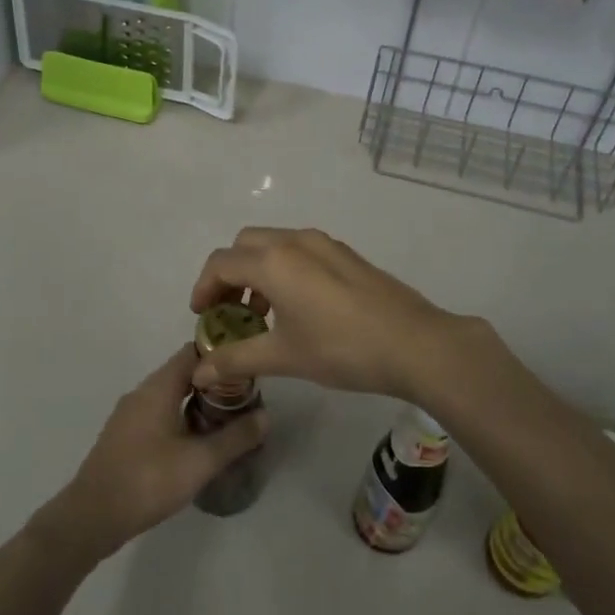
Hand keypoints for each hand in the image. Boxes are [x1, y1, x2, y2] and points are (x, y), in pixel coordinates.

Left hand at [40, 345, 267, 562]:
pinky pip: (158, 413)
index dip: (221, 355)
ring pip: (169, 395)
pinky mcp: (124, 435)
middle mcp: (142, 392)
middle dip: (213, 382)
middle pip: (182, 372)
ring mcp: (129, 414)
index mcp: (158, 387)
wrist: (91, 517)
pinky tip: (195, 442)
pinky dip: (180, 417)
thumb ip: (235, 438)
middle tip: (244, 398)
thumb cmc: (147, 480)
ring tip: (226, 420)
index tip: (247, 366)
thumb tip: (266, 417)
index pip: (193, 351)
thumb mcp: (200, 462)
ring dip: (196, 402)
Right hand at [188, 227, 497, 403]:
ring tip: (262, 314)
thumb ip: (236, 359)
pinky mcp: (345, 254)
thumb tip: (199, 373)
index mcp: (273, 261)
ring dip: (256, 271)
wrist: (415, 343)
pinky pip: (299, 250)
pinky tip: (297, 307)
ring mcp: (324, 244)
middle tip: (228, 312)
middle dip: (228, 274)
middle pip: (244, 245)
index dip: (203, 288)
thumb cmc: (341, 348)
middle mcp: (294, 241)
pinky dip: (283, 269)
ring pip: (273, 244)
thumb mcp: (283, 356)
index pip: (220, 263)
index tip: (203, 318)